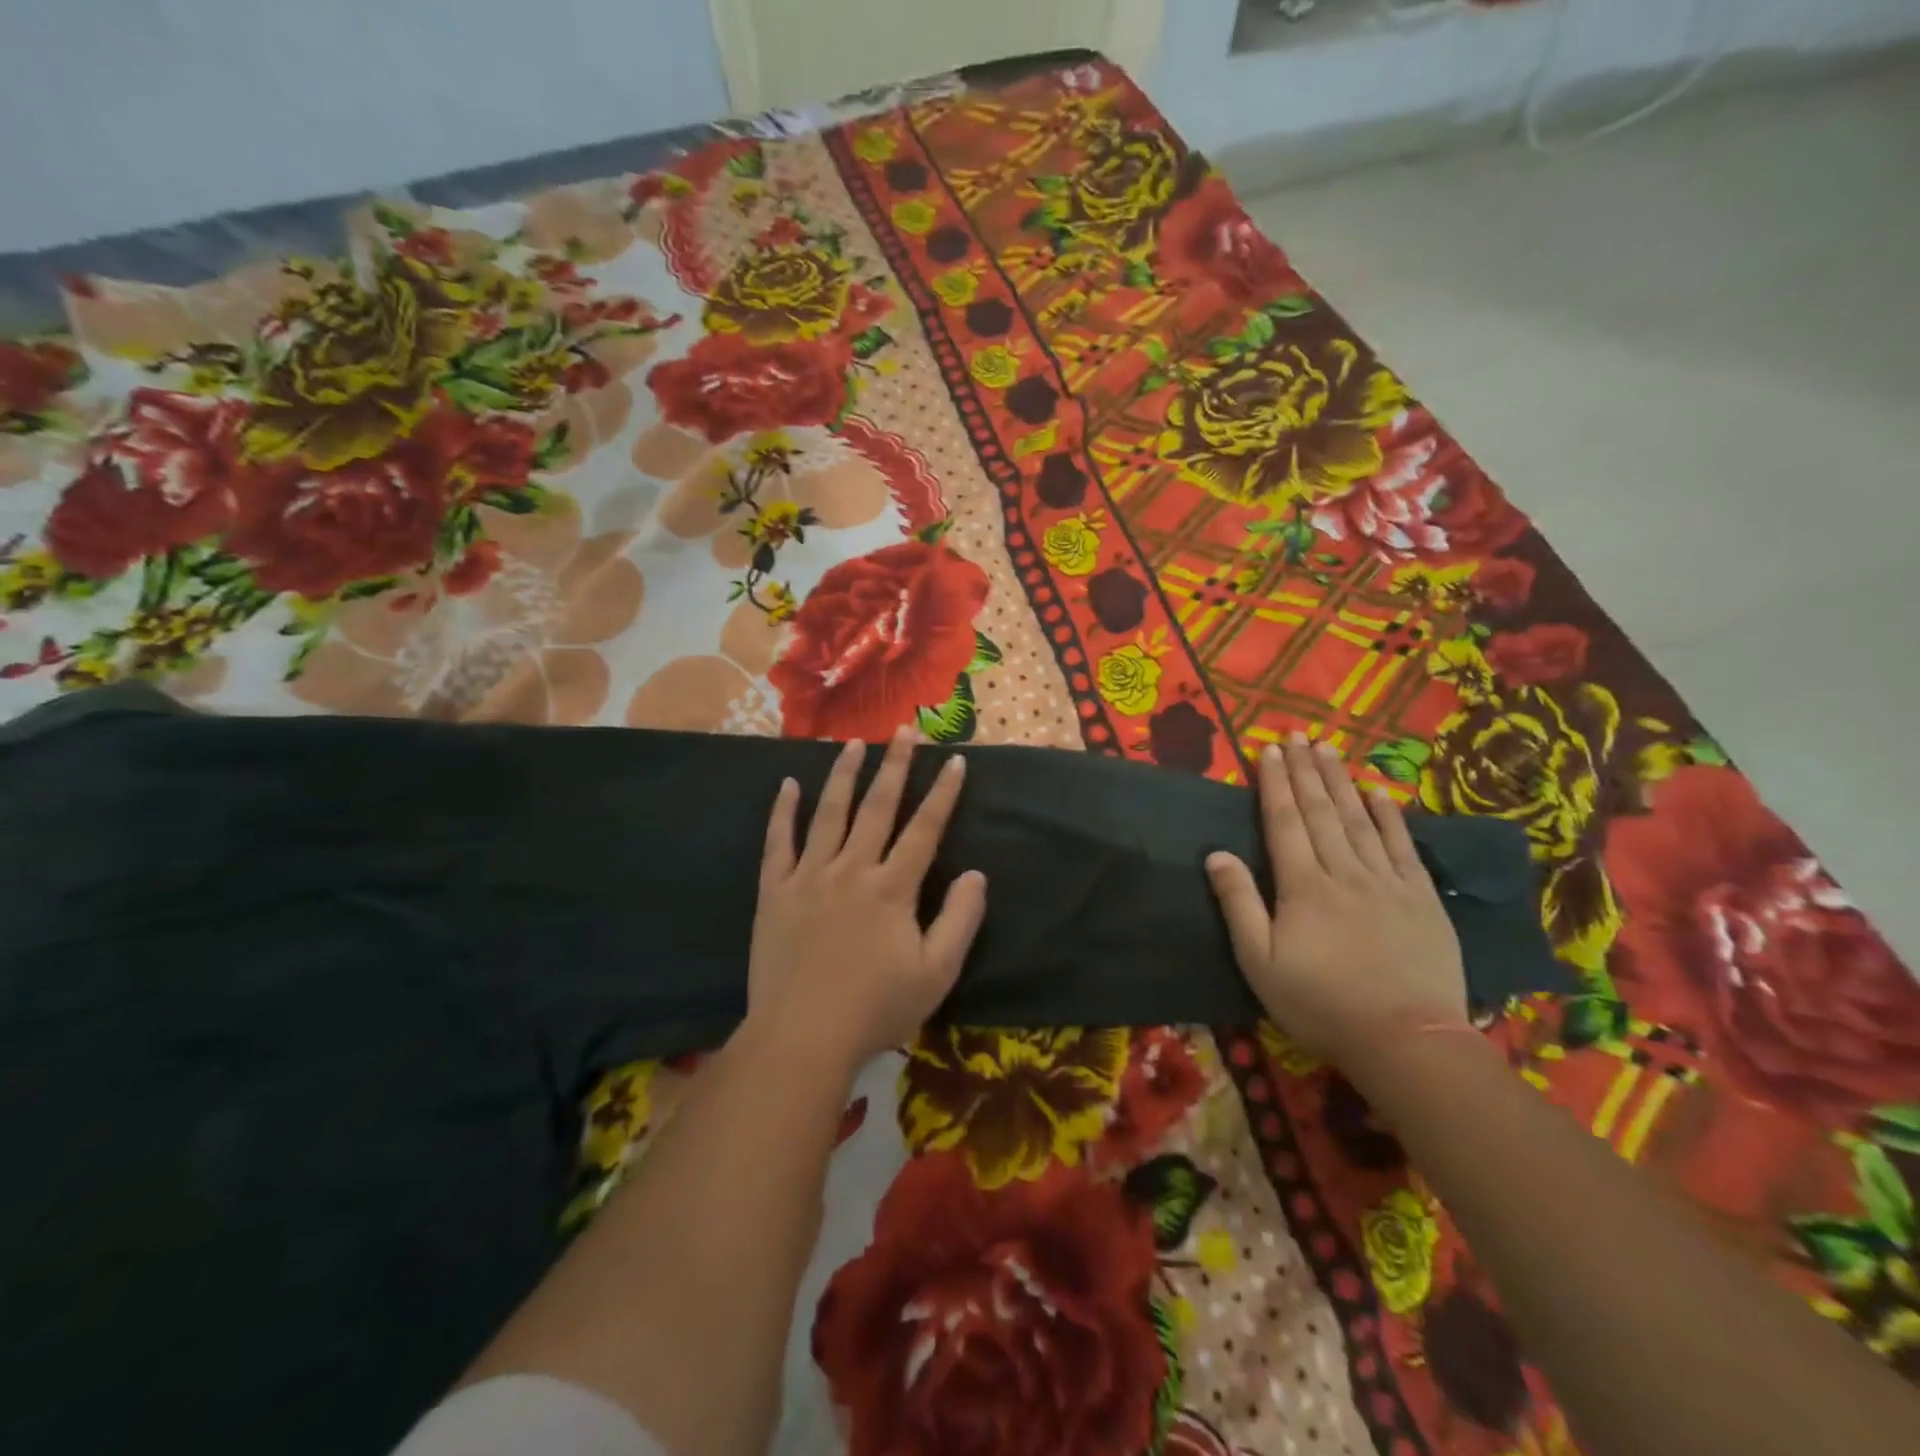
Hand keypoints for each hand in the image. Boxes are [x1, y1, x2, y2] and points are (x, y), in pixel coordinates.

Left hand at [747, 727, 986, 1070]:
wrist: (801, 1037)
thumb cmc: (876, 1009)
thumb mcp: (937, 973)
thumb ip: (960, 919)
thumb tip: (977, 874)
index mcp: (892, 888)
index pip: (925, 829)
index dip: (943, 793)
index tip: (955, 761)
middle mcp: (852, 869)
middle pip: (877, 807)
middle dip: (895, 766)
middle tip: (905, 730)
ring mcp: (808, 876)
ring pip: (828, 813)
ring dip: (843, 775)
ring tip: (853, 743)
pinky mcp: (774, 892)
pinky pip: (777, 843)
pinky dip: (782, 812)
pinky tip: (786, 785)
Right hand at [1205, 735, 1467, 1075]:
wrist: (1406, 1040)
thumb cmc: (1321, 1004)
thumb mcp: (1260, 962)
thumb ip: (1238, 903)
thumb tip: (1216, 853)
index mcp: (1303, 886)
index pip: (1284, 822)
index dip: (1274, 784)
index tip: (1268, 750)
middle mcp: (1344, 872)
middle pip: (1321, 811)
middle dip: (1305, 771)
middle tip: (1297, 736)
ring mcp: (1388, 882)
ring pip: (1359, 819)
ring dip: (1341, 781)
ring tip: (1328, 749)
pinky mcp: (1422, 898)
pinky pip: (1402, 846)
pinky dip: (1389, 816)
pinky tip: (1379, 791)